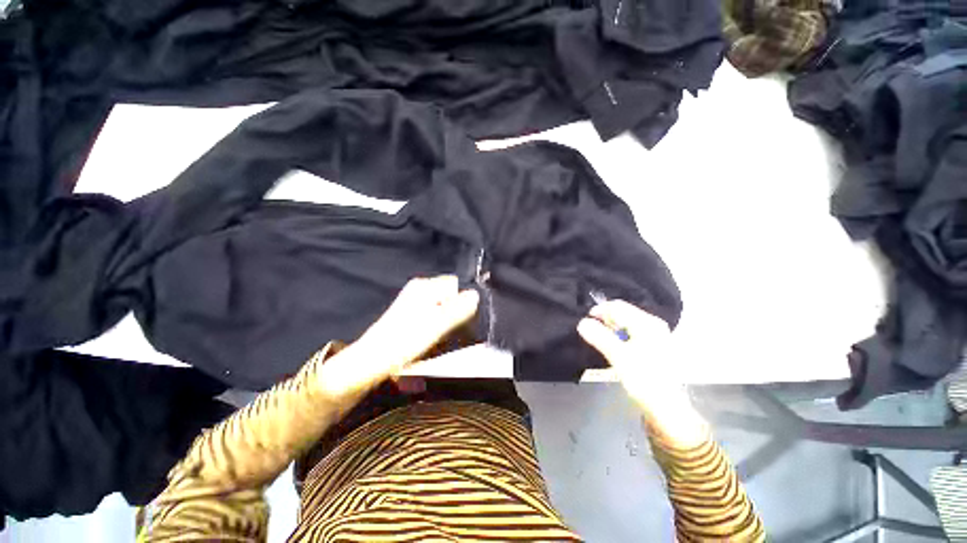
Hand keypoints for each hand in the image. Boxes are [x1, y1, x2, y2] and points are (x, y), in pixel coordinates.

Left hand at [327, 276, 478, 393]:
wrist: (371, 360)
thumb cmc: (404, 341)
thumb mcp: (437, 325)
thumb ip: (458, 309)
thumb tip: (476, 295)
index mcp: (425, 286)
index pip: (456, 284)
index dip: (461, 301)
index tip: (459, 320)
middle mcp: (419, 288)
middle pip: (449, 295)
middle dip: (454, 310)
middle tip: (448, 330)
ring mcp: (413, 300)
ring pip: (442, 305)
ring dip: (446, 319)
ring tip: (438, 336)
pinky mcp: (410, 313)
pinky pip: (433, 313)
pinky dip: (436, 323)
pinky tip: (430, 337)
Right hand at [577, 300, 706, 447]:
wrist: (666, 408)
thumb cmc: (644, 380)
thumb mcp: (619, 357)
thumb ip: (600, 337)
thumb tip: (582, 322)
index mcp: (647, 323)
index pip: (617, 307)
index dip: (598, 311)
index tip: (584, 322)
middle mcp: (653, 324)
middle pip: (622, 313)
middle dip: (604, 319)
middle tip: (590, 332)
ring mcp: (655, 335)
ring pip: (625, 323)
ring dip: (610, 328)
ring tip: (599, 339)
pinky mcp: (653, 346)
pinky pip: (630, 332)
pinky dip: (618, 335)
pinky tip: (612, 346)